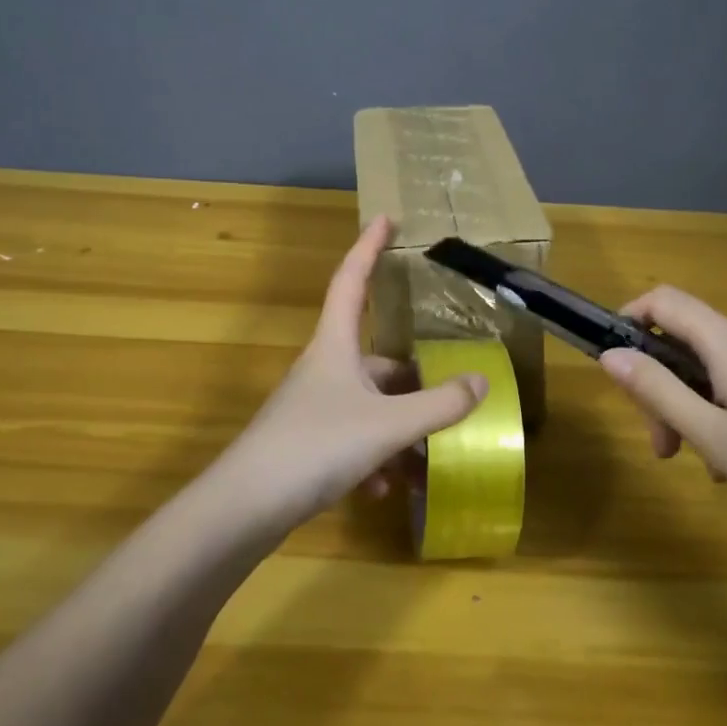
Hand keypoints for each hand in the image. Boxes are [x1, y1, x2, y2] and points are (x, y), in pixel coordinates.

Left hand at [212, 217, 487, 533]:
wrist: (245, 507)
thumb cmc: (317, 446)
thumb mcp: (388, 425)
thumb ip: (439, 405)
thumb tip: (480, 381)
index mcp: (335, 344)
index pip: (352, 279)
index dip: (369, 246)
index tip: (385, 218)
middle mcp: (324, 367)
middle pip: (377, 359)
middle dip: (414, 382)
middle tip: (449, 397)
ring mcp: (313, 406)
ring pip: (370, 407)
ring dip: (399, 432)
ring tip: (426, 465)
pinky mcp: (307, 443)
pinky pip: (352, 439)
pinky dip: (375, 458)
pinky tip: (387, 489)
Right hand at [598, 287, 726, 559]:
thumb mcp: (712, 438)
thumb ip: (656, 390)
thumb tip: (611, 354)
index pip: (666, 301)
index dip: (631, 317)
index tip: (616, 358)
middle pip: (698, 344)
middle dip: (672, 389)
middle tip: (670, 450)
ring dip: (708, 405)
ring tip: (721, 467)